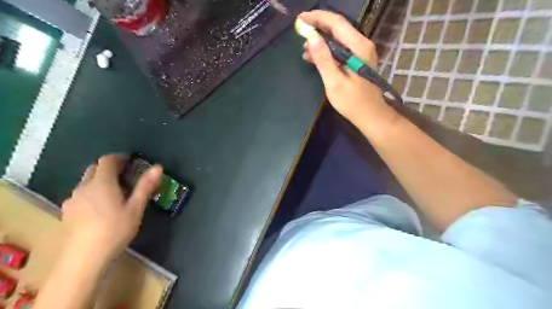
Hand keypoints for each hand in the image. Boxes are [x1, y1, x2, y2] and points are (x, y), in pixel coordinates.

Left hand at [62, 154, 161, 260]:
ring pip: (86, 182)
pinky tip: (101, 208)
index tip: (131, 161)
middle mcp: (83, 187)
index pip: (107, 161)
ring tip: (115, 193)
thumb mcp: (136, 208)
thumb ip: (145, 186)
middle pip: (94, 169)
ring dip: (100, 181)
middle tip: (126, 176)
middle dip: (109, 168)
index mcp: (102, 183)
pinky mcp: (67, 212)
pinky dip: (92, 193)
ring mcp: (72, 200)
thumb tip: (158, 167)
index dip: (119, 157)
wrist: (84, 259)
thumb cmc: (115, 230)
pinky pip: (81, 194)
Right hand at [301, 10, 399, 128]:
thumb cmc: (352, 102)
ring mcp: (360, 52)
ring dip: (320, 41)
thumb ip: (323, 59)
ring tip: (304, 49)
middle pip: (337, 28)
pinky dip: (326, 51)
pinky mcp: (357, 60)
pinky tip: (314, 57)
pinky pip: (340, 49)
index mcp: (358, 47)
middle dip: (318, 27)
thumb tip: (311, 37)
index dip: (317, 18)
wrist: (370, 115)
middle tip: (300, 31)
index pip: (336, 23)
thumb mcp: (334, 82)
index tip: (300, 19)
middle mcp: (362, 44)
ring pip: (338, 38)